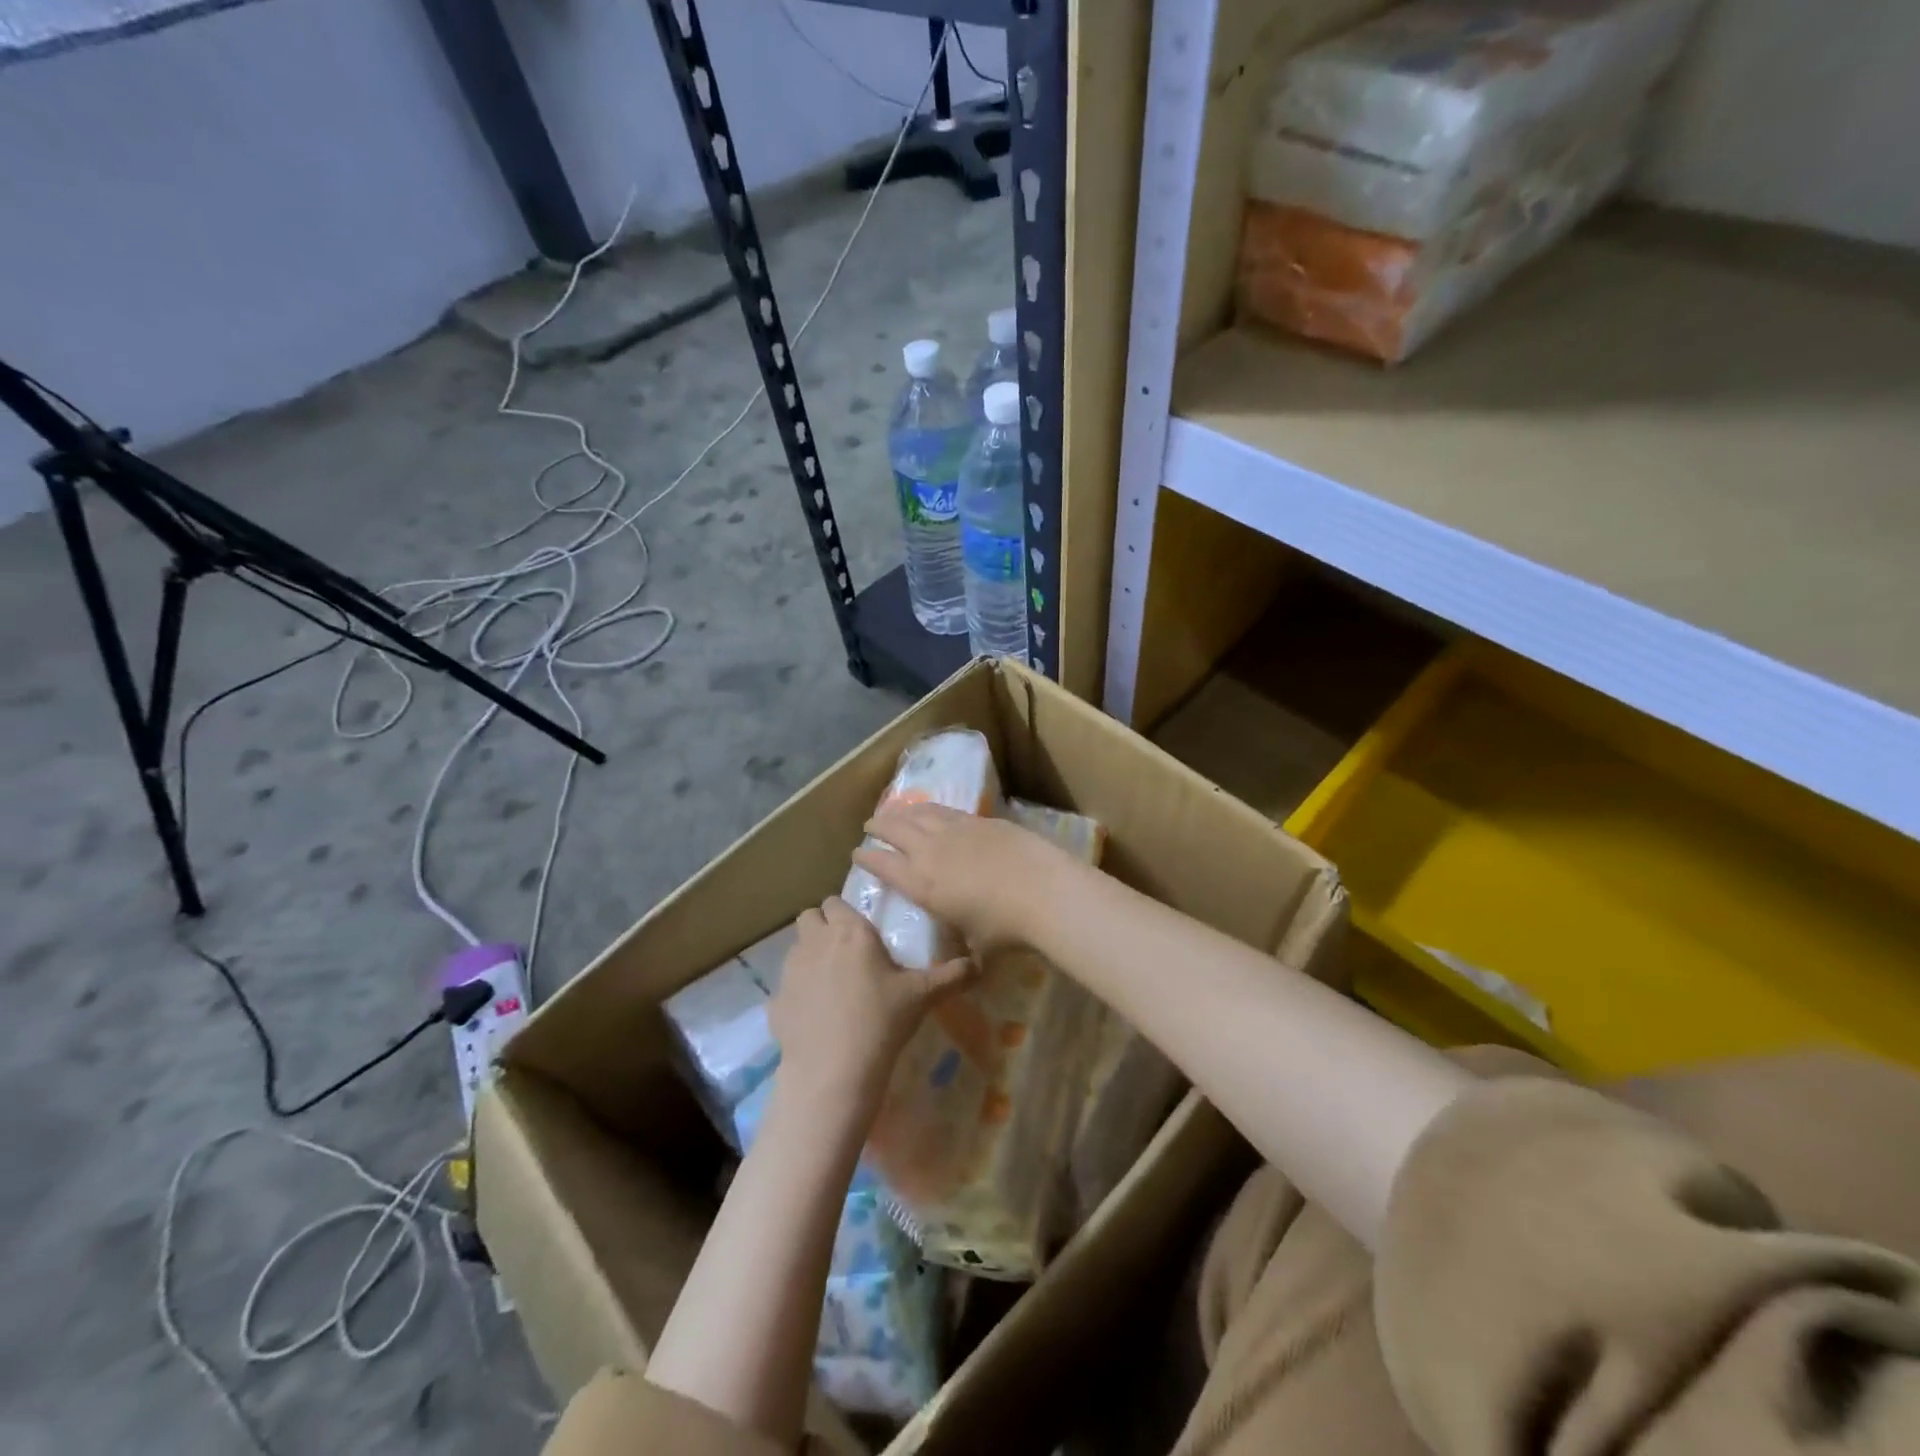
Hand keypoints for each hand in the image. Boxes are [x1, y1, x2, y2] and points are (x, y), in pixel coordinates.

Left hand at [769, 896, 973, 1111]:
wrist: (833, 1071)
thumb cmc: (881, 1021)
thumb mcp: (922, 996)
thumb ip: (951, 976)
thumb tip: (979, 964)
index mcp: (850, 931)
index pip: (836, 901)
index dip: (846, 913)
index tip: (862, 932)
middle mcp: (816, 941)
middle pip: (809, 916)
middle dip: (823, 926)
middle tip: (846, 951)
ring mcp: (790, 970)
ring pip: (796, 947)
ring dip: (810, 955)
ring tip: (832, 983)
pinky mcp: (775, 1000)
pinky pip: (785, 986)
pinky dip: (798, 993)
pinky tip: (816, 1015)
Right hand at [854, 803, 1076, 952]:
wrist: (1043, 892)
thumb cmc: (1006, 929)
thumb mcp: (976, 946)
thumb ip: (963, 948)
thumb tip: (966, 963)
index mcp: (923, 885)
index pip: (884, 866)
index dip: (867, 859)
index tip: (856, 854)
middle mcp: (931, 852)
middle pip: (895, 831)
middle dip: (878, 827)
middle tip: (869, 826)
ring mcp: (955, 831)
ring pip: (918, 814)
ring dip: (901, 812)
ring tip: (893, 812)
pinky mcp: (980, 821)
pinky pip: (945, 810)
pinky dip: (929, 808)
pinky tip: (929, 809)